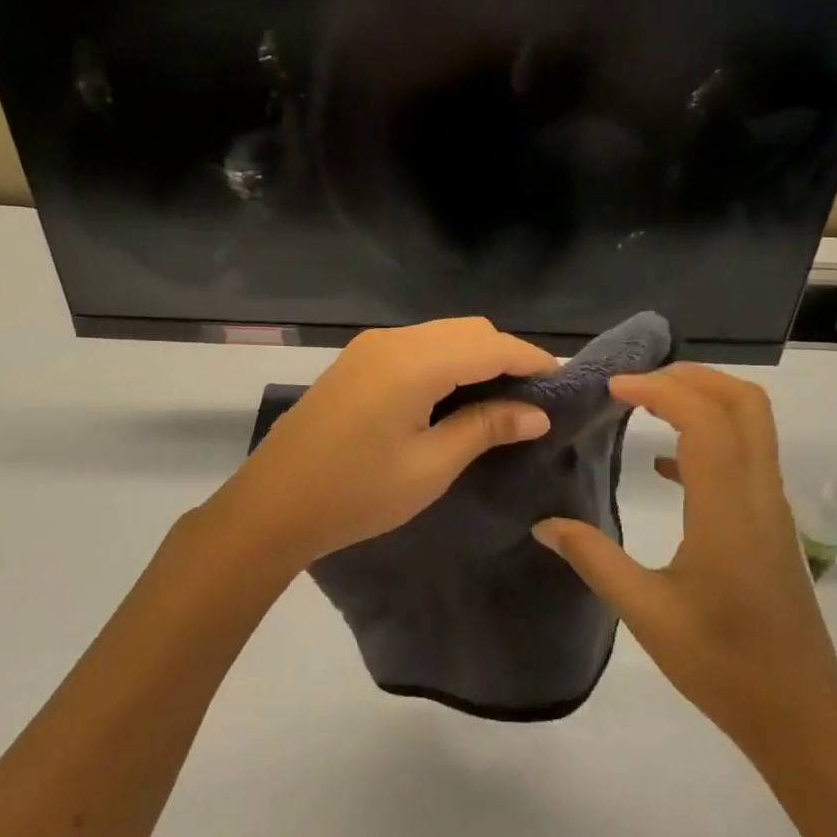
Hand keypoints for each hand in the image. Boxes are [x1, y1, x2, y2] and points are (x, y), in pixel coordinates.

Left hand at [210, 318, 557, 572]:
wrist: (273, 506)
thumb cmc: (356, 494)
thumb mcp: (430, 466)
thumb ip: (486, 428)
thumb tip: (535, 412)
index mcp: (414, 362)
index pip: (492, 345)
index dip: (532, 361)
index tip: (563, 385)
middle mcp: (392, 340)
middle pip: (468, 330)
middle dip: (506, 356)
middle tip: (532, 400)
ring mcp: (368, 348)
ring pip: (442, 334)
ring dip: (475, 357)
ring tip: (499, 401)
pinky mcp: (355, 362)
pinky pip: (416, 347)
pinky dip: (446, 362)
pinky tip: (454, 397)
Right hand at [533, 364, 836, 760]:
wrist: (798, 712)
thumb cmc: (721, 663)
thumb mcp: (645, 612)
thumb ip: (593, 559)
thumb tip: (545, 525)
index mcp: (727, 510)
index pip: (705, 419)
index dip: (660, 391)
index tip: (613, 389)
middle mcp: (758, 495)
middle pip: (745, 403)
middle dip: (692, 378)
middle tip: (637, 384)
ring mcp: (770, 509)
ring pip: (752, 425)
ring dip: (704, 401)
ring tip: (646, 407)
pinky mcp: (770, 525)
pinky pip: (745, 458)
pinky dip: (708, 439)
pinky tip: (664, 465)